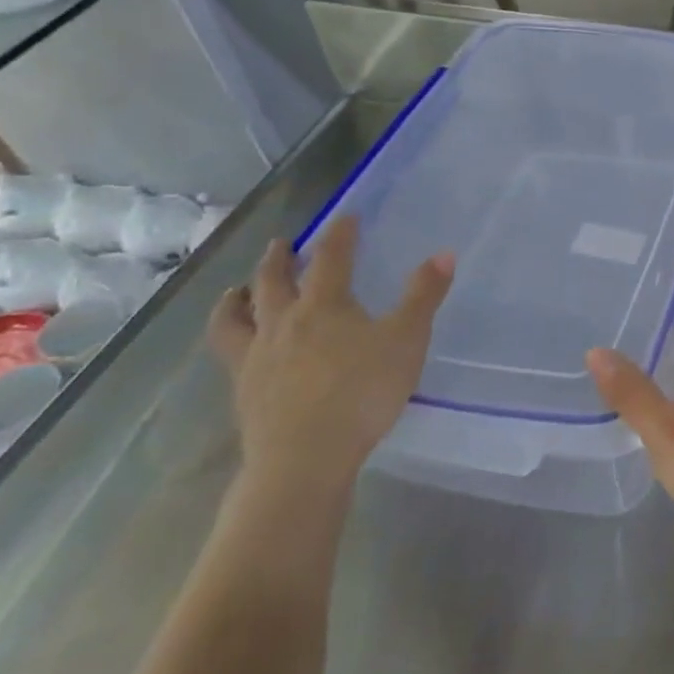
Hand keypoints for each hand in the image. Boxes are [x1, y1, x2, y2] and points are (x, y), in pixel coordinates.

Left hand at [209, 217, 453, 500]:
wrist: (304, 457)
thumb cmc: (362, 392)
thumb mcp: (407, 340)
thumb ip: (424, 296)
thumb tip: (443, 253)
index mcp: (324, 305)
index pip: (331, 257)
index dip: (340, 234)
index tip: (346, 217)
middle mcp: (282, 322)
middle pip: (271, 281)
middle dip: (278, 259)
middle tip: (282, 244)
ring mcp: (256, 358)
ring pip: (235, 318)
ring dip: (236, 299)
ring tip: (237, 292)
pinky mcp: (244, 392)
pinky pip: (230, 356)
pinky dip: (233, 341)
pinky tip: (243, 352)